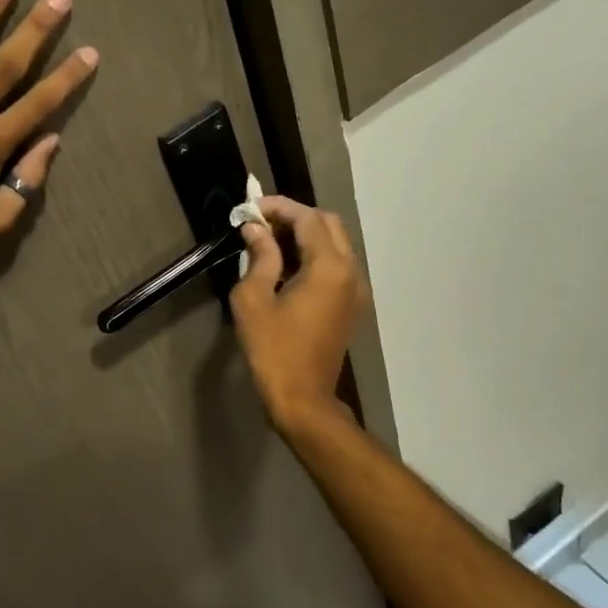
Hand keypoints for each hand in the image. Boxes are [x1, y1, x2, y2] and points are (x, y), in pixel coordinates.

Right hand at [228, 197, 370, 431]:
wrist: (303, 399)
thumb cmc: (273, 350)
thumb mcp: (254, 299)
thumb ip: (259, 257)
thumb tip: (255, 230)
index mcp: (329, 267)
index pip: (308, 218)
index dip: (279, 207)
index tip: (250, 208)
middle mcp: (351, 272)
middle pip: (328, 225)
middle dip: (295, 217)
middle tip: (260, 223)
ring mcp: (356, 290)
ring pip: (335, 244)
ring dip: (305, 236)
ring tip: (268, 242)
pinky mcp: (352, 305)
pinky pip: (337, 266)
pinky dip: (314, 255)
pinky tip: (285, 266)